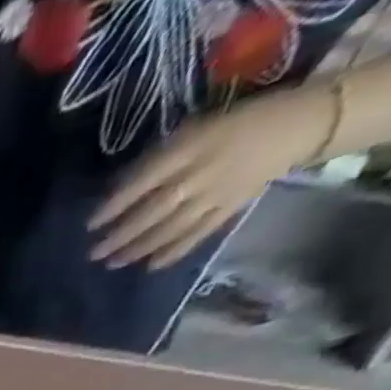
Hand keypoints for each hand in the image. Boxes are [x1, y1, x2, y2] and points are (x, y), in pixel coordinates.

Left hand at [89, 86, 335, 268]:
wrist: (300, 123)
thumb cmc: (237, 123)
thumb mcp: (196, 129)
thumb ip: (161, 157)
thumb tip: (120, 189)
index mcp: (194, 146)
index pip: (146, 179)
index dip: (116, 203)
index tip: (90, 224)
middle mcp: (203, 172)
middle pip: (154, 209)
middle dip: (120, 234)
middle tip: (93, 253)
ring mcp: (218, 193)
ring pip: (171, 227)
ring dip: (138, 248)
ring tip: (112, 262)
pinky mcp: (231, 208)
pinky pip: (198, 235)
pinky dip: (173, 252)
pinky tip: (150, 266)